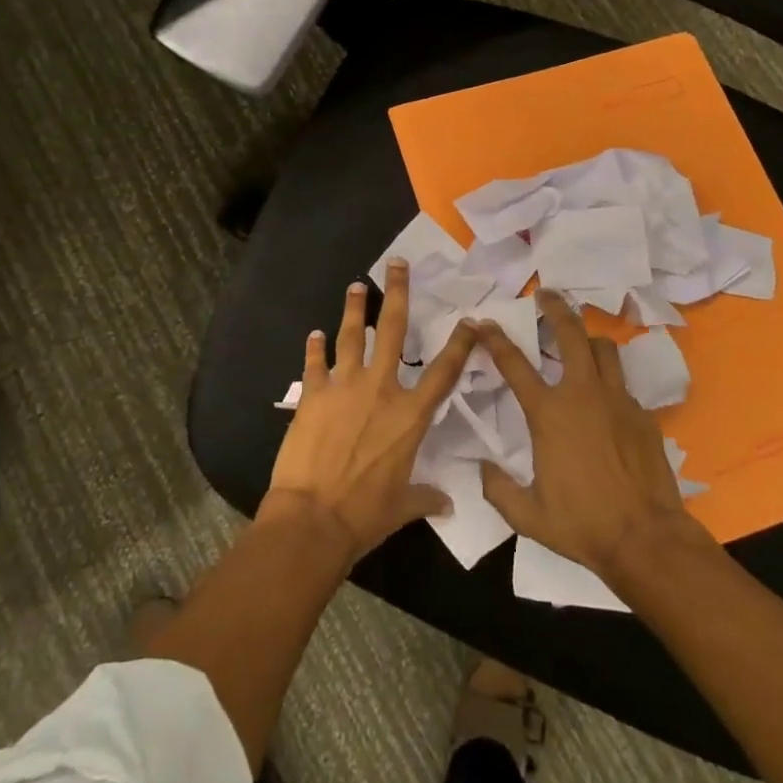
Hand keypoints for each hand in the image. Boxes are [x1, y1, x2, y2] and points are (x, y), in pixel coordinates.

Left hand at [265, 258, 476, 562]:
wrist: (313, 517)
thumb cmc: (364, 514)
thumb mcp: (402, 506)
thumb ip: (426, 497)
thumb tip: (447, 504)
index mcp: (410, 416)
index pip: (443, 372)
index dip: (459, 344)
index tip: (469, 321)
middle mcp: (380, 390)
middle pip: (394, 331)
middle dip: (398, 294)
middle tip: (397, 265)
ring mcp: (344, 387)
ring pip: (351, 336)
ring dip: (355, 309)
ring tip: (356, 286)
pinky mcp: (312, 395)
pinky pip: (314, 364)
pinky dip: (314, 349)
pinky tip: (314, 335)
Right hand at [476, 290, 716, 580]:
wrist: (647, 539)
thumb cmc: (582, 525)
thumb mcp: (527, 515)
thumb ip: (498, 489)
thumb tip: (483, 469)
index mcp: (548, 413)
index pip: (513, 363)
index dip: (494, 338)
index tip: (483, 322)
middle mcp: (582, 395)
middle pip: (570, 333)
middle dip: (556, 308)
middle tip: (546, 294)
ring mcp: (617, 401)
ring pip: (604, 349)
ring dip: (588, 340)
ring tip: (580, 343)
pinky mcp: (643, 415)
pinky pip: (623, 386)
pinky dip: (610, 384)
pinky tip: (606, 404)